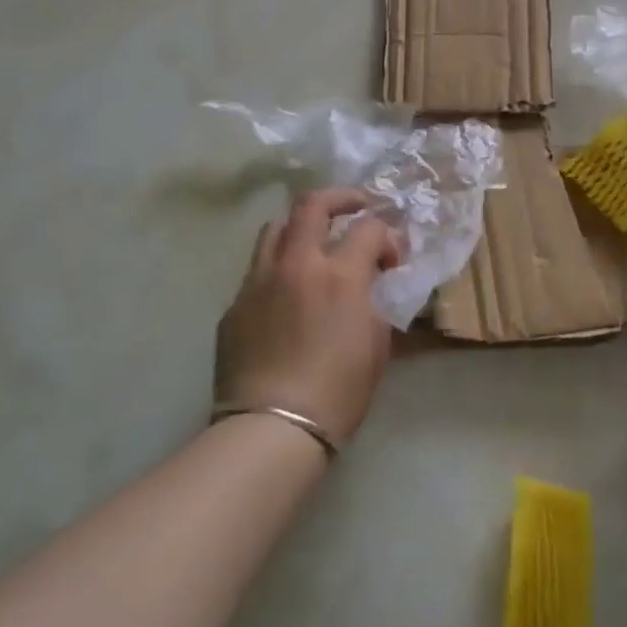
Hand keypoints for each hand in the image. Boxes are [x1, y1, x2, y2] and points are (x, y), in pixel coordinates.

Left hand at [215, 188, 402, 446]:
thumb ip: (375, 300)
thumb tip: (372, 280)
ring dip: (300, 228)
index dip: (387, 236)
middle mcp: (295, 265)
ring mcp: (258, 281)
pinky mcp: (234, 304)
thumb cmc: (338, 391)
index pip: (369, 228)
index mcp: (339, 275)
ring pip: (275, 229)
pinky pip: (257, 271)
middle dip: (341, 198)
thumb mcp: (376, 344)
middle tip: (357, 208)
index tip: (392, 258)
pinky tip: (286, 296)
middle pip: (312, 204)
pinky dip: (278, 269)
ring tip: (314, 244)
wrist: (273, 428)